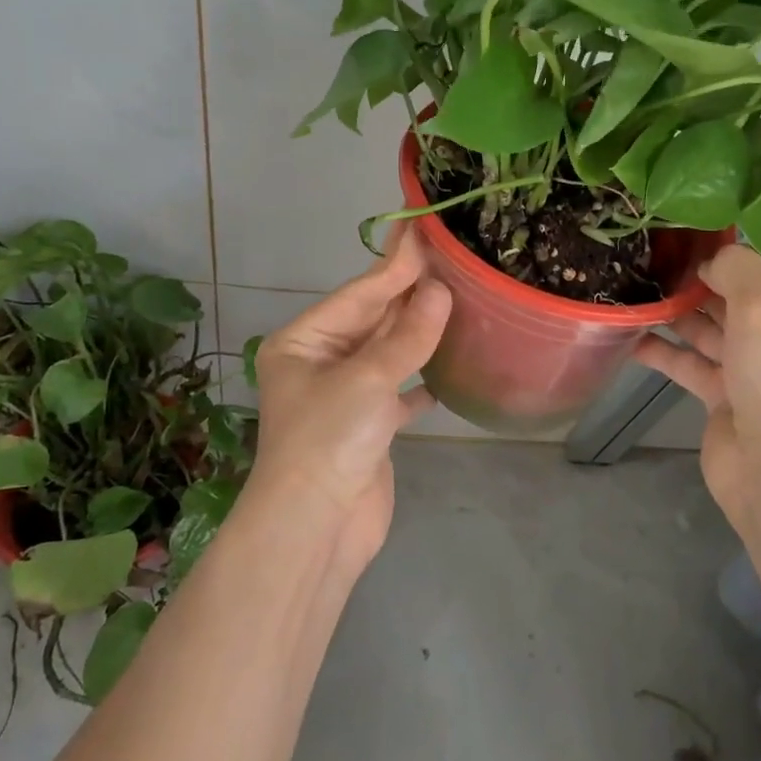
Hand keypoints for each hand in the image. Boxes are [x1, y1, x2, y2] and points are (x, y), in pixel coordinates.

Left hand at [247, 226, 451, 568]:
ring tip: (456, 300)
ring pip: (388, 352)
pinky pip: (398, 391)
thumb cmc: (329, 440)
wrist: (315, 531)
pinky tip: (446, 371)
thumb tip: (440, 290)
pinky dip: (420, 380)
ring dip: (419, 332)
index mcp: (304, 342)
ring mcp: (344, 396)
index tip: (423, 228)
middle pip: (373, 319)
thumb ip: (408, 333)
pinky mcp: (367, 428)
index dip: (395, 263)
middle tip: (448, 257)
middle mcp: (321, 362)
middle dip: (409, 292)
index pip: (359, 294)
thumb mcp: (368, 377)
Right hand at [634, 245, 760, 523]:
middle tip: (654, 269)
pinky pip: (700, 368)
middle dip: (702, 291)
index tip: (686, 251)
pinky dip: (670, 354)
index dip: (732, 264)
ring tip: (639, 294)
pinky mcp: (736, 405)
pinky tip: (633, 338)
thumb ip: (738, 269)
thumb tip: (715, 257)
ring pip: (719, 336)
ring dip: (681, 318)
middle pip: (746, 307)